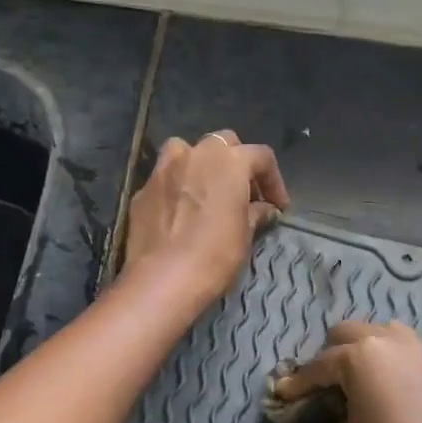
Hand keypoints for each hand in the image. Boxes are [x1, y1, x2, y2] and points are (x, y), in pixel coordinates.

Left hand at [123, 130, 289, 304]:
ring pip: (187, 151)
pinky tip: (181, 211)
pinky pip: (166, 178)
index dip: (274, 181)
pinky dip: (178, 186)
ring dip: (201, 164)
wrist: (162, 278)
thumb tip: (264, 209)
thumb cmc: (214, 254)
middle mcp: (196, 154)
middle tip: (244, 193)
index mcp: (229, 161)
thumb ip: (256, 213)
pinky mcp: (143, 189)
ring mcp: (164, 168)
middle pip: (224, 144)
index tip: (278, 206)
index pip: (261, 156)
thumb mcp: (245, 234)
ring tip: (208, 190)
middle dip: (237, 163)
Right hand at [272, 321, 421, 422]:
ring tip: (354, 384)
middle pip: (350, 334)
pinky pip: (406, 355)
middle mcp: (393, 343)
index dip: (298, 383)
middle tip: (319, 387)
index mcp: (362, 355)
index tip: (283, 396)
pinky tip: (384, 394)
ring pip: (383, 336)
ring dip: (364, 353)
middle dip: (330, 356)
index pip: (320, 364)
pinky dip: (389, 366)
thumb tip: (341, 420)